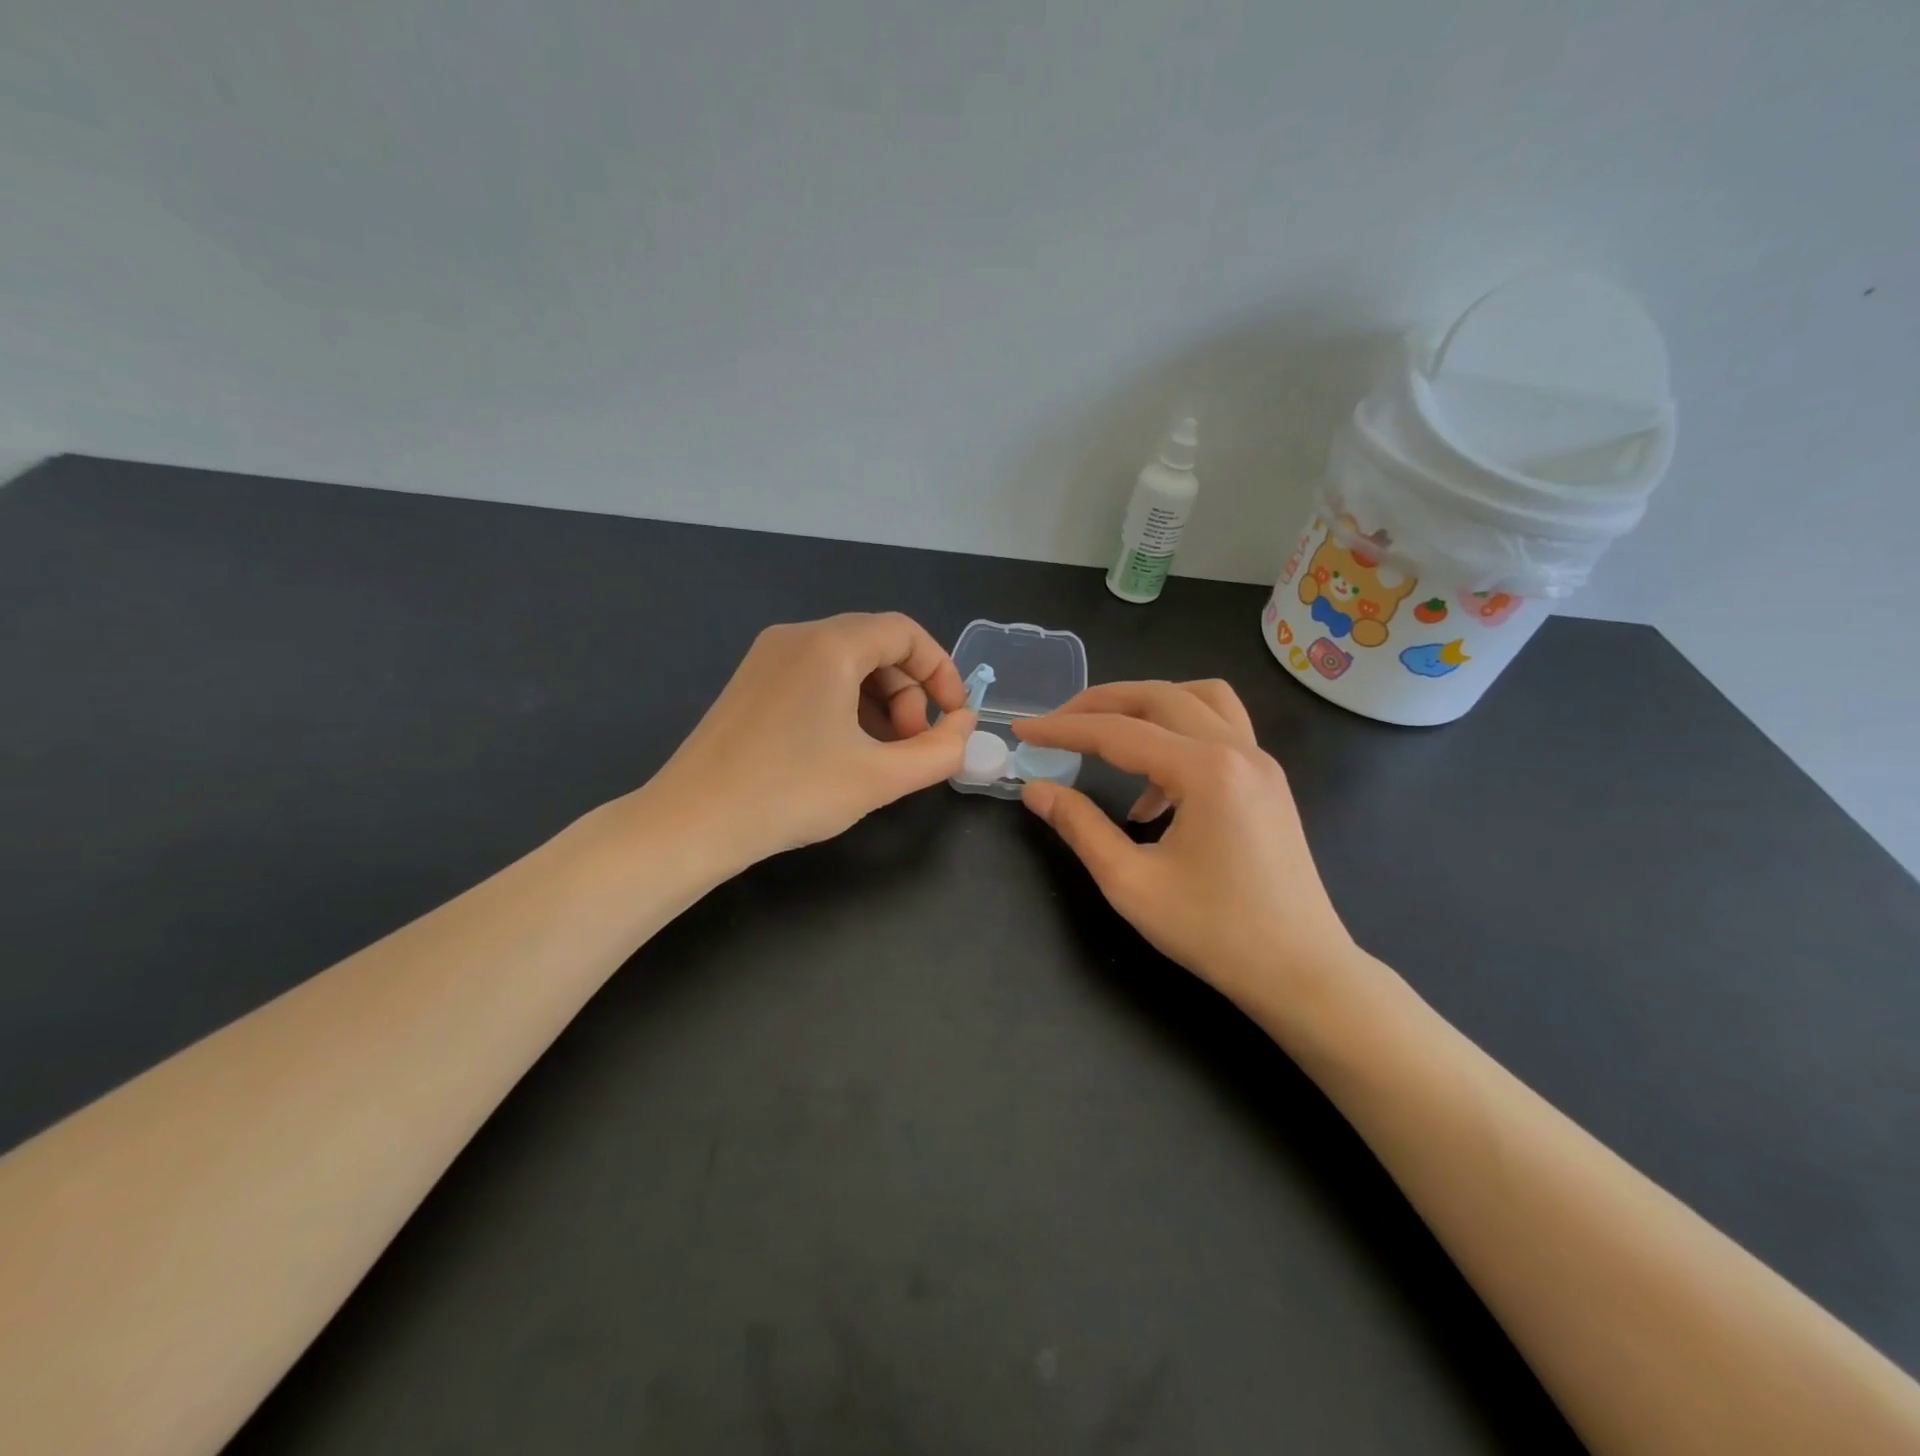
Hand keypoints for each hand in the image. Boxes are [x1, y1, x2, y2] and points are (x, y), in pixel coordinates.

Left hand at [644, 613, 974, 872]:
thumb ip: (940, 751)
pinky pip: (817, 678)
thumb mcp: (880, 777)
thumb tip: (965, 727)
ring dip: (880, 703)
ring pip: (847, 664)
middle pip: (877, 647)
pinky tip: (846, 751)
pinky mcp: (752, 683)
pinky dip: (846, 706)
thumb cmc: (791, 794)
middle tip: (913, 745)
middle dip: (909, 693)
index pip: (906, 633)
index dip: (941, 671)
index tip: (953, 717)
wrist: (691, 823)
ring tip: (883, 755)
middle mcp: (796, 637)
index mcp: (830, 645)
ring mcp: (767, 658)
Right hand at [1011, 680, 1354, 1008]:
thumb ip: (1080, 827)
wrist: (1302, 972)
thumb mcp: (1131, 883)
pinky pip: (1219, 731)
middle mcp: (1238, 750)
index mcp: (1206, 771)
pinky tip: (1152, 794)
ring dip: (1147, 706)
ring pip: (1198, 699)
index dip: (1064, 729)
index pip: (1118, 732)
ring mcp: (1260, 762)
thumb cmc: (1215, 933)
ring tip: (1107, 736)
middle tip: (1057, 723)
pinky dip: (1177, 737)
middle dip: (1100, 703)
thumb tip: (1036, 790)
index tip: (1023, 732)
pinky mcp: (1268, 782)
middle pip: (1159, 697)